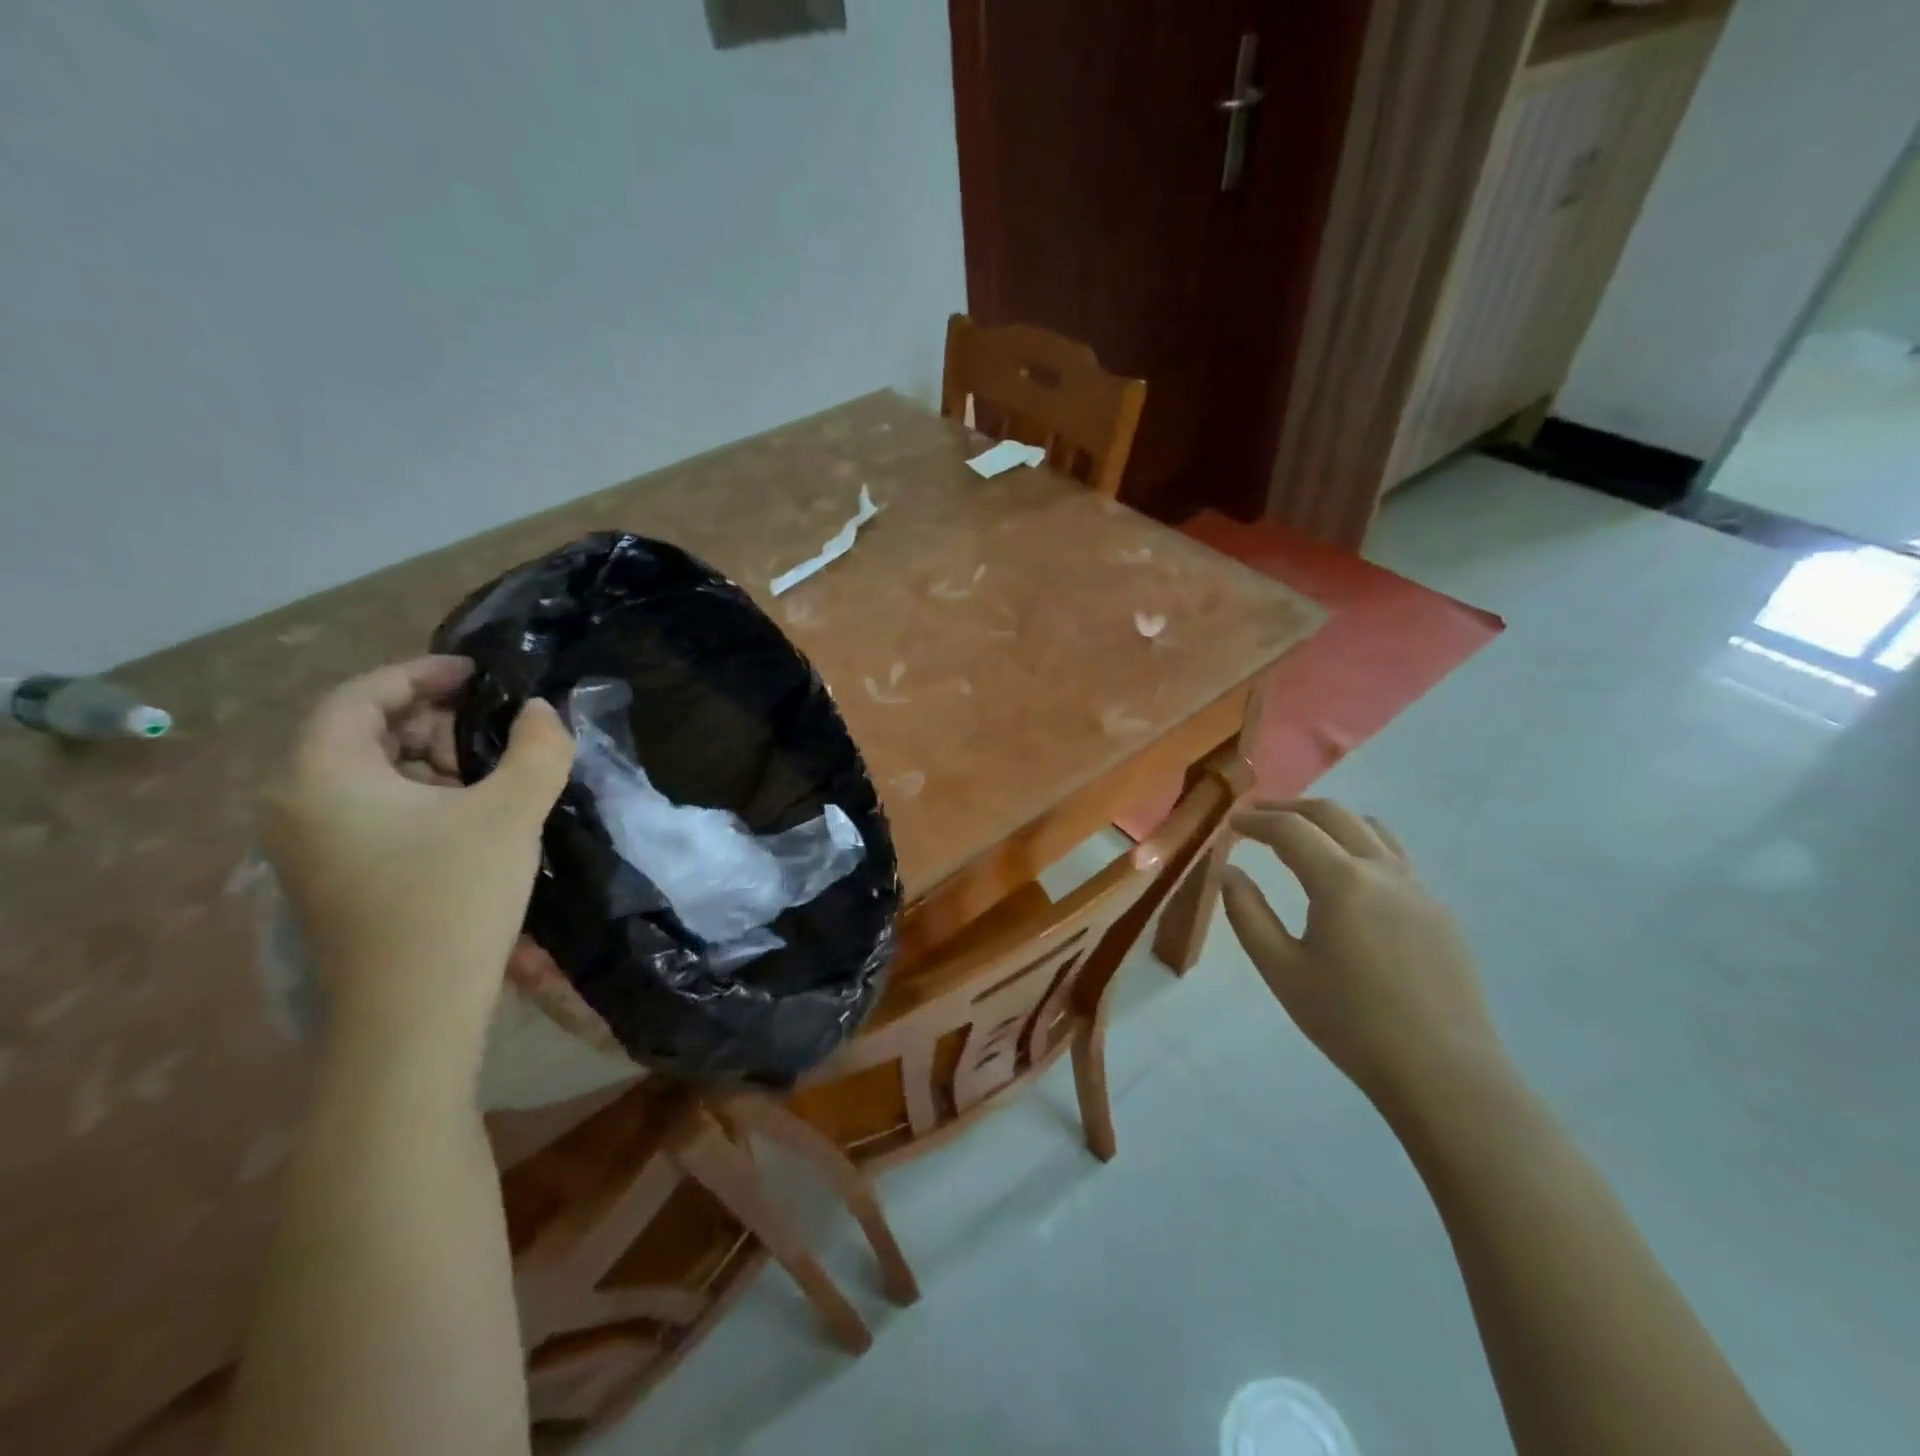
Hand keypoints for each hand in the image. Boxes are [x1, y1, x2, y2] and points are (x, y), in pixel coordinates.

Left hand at [262, 657, 574, 1065]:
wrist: (413, 1012)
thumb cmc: (453, 897)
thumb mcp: (511, 812)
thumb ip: (538, 748)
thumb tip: (542, 712)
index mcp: (323, 776)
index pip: (361, 696)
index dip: (421, 673)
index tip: (479, 672)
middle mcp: (297, 805)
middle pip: (360, 733)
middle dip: (431, 718)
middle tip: (493, 725)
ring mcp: (308, 848)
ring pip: (368, 776)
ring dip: (430, 760)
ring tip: (490, 773)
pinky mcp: (331, 879)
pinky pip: (369, 812)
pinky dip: (419, 797)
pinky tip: (470, 817)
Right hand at [1221, 800, 1508, 1112]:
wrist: (1443, 1072)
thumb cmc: (1350, 1022)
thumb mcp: (1281, 970)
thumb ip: (1248, 914)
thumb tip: (1229, 872)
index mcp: (1341, 882)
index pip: (1291, 830)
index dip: (1256, 821)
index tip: (1231, 825)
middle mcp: (1382, 871)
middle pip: (1334, 814)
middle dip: (1291, 808)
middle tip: (1259, 818)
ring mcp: (1418, 889)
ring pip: (1371, 829)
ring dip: (1330, 821)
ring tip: (1303, 836)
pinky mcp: (1438, 912)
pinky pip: (1395, 858)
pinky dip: (1360, 846)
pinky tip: (1348, 879)